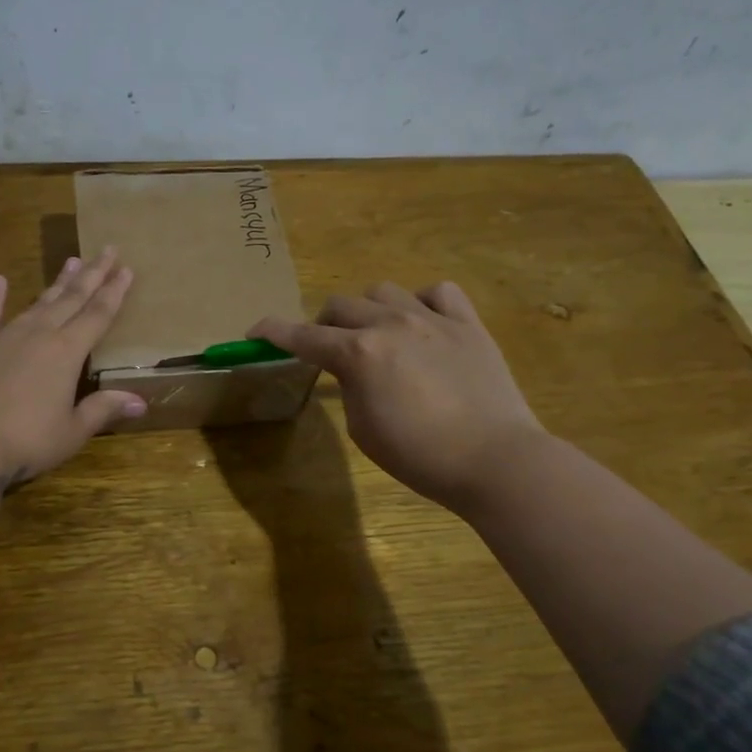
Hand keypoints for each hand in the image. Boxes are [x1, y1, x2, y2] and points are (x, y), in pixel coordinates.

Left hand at [0, 249, 145, 533]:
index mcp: (67, 353)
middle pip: (71, 299)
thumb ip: (103, 410)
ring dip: (56, 283)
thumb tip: (140, 401)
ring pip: (37, 302)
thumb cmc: (26, 441)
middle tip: (107, 250)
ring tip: (71, 260)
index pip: (98, 315)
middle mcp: (39, 334)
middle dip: (92, 275)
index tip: (126, 269)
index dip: (114, 292)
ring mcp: (4, 336)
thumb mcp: (72, 431)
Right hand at [251, 281, 545, 508]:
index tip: (256, 329)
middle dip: (325, 325)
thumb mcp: (364, 429)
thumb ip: (349, 388)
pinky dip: (423, 302)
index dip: (274, 332)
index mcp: (358, 354)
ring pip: (384, 291)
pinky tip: (423, 322)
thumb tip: (354, 371)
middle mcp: (390, 324)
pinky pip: (439, 292)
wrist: (495, 460)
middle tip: (329, 348)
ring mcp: (432, 319)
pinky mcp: (468, 325)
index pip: (303, 336)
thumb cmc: (420, 456)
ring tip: (377, 333)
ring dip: (369, 310)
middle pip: (341, 305)